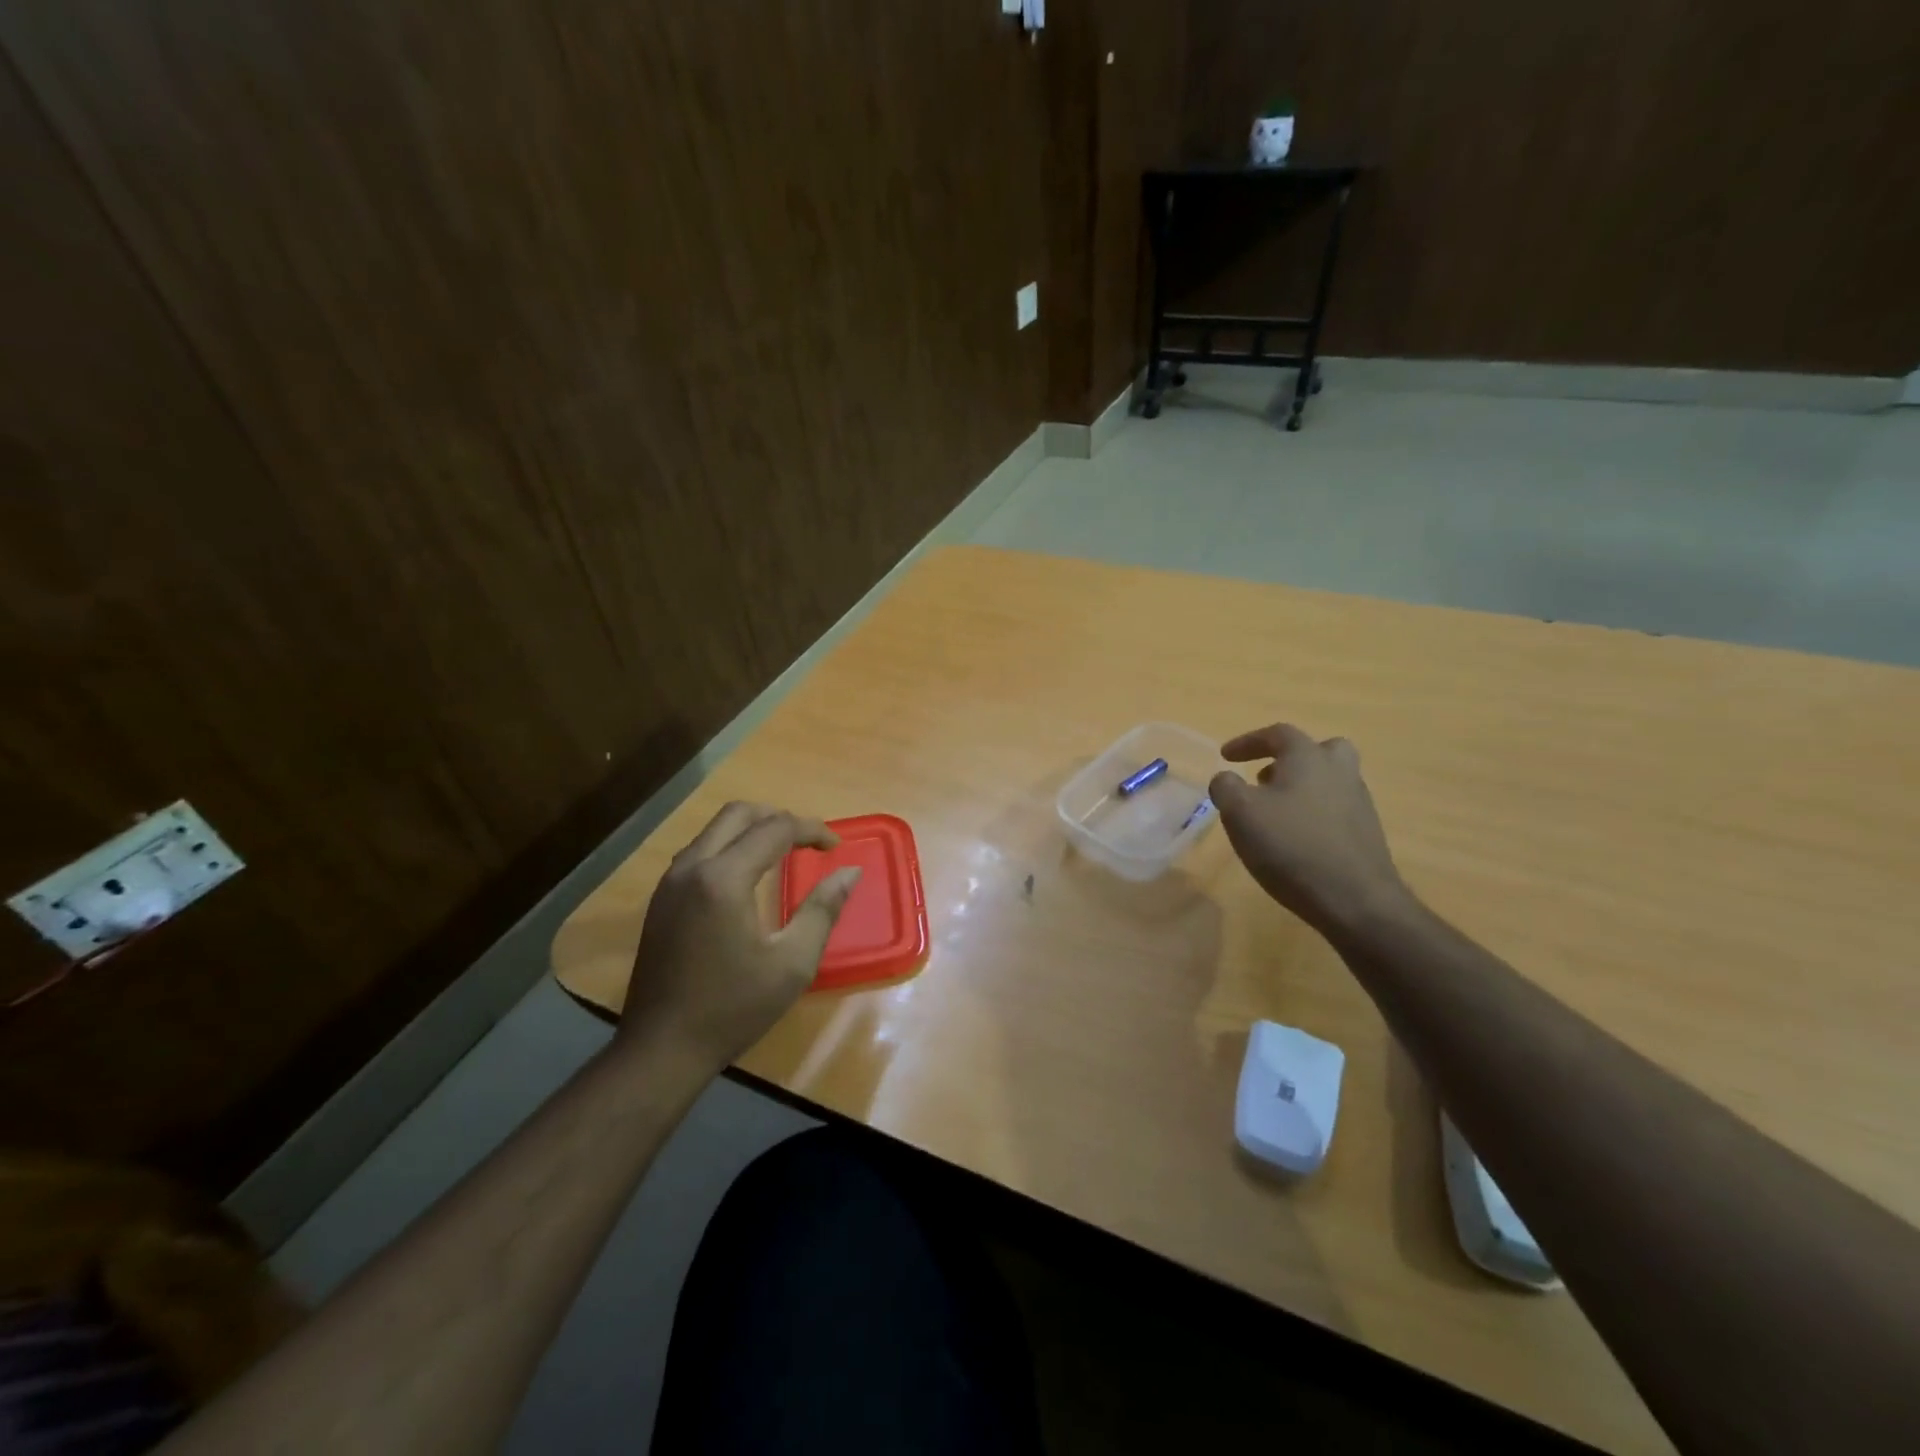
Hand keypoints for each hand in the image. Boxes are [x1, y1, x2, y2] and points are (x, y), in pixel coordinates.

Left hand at [618, 802, 860, 1070]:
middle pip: (739, 814)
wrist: (661, 1049)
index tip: (835, 847)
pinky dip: (730, 847)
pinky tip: (748, 877)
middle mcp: (692, 867)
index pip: (775, 829)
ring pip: (715, 829)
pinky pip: (700, 851)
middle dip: (779, 817)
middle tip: (809, 841)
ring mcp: (670, 882)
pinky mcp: (661, 899)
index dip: (811, 830)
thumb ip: (823, 909)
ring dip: (752, 830)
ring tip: (784, 853)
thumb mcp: (792, 963)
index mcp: (724, 879)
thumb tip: (849, 872)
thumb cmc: (733, 1008)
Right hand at [1209, 724, 1408, 934]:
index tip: (1225, 756)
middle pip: (1318, 750)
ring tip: (1275, 812)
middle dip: (1289, 758)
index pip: (1277, 734)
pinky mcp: (1366, 833)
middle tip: (1266, 777)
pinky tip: (1296, 839)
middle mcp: (1339, 771)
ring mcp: (1358, 802)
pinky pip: (1336, 809)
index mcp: (1308, 757)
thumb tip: (1226, 778)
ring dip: (1301, 787)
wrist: (1356, 900)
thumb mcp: (1240, 813)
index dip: (1247, 742)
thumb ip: (1226, 787)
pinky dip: (1314, 813)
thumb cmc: (1291, 846)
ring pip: (1329, 780)